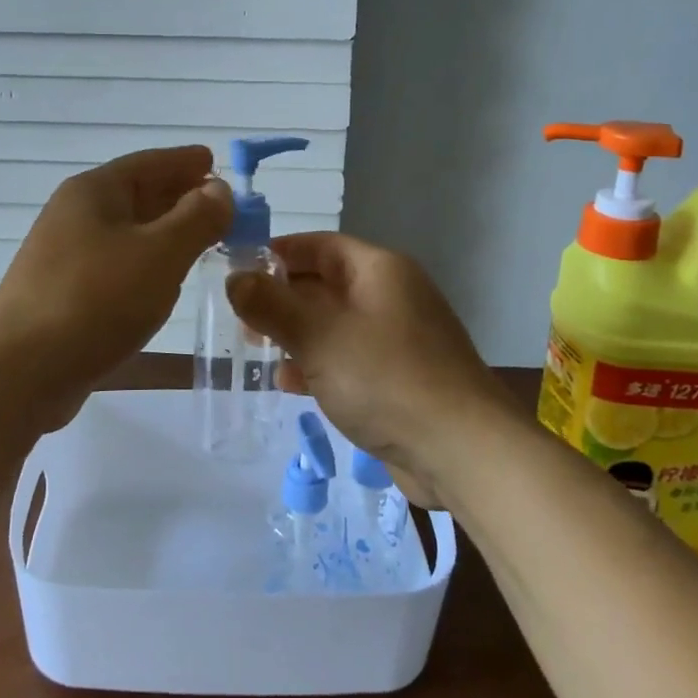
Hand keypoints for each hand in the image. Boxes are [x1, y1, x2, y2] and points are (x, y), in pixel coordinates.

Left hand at [0, 147, 231, 423]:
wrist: (19, 370)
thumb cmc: (95, 299)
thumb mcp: (160, 253)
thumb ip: (197, 218)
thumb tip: (219, 189)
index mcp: (94, 191)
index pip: (149, 163)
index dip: (185, 161)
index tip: (216, 161)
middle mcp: (76, 215)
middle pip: (137, 194)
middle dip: (180, 197)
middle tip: (223, 206)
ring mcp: (66, 256)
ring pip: (128, 233)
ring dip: (166, 233)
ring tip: (203, 241)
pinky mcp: (66, 294)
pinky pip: (117, 265)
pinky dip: (147, 264)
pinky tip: (165, 282)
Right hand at [227, 233, 508, 504]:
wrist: (462, 452)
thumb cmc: (386, 378)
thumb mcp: (319, 336)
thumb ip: (271, 305)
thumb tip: (235, 278)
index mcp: (379, 270)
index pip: (319, 246)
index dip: (277, 253)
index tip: (237, 271)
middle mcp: (390, 296)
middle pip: (324, 284)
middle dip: (281, 299)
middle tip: (240, 319)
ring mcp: (397, 339)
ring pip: (333, 324)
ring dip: (295, 334)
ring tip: (255, 349)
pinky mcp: (398, 379)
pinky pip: (348, 359)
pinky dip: (318, 364)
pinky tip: (289, 384)